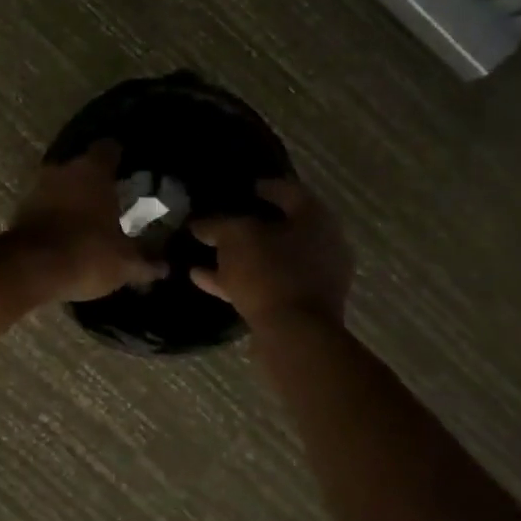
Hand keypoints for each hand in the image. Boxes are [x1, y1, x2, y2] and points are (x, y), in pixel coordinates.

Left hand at [7, 141, 167, 302]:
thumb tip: (166, 266)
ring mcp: (37, 187)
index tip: (130, 168)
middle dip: (97, 180)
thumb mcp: (126, 264)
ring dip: (73, 197)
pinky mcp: (20, 209)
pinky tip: (67, 230)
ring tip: (90, 217)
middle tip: (114, 198)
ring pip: (61, 185)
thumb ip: (147, 262)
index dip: (121, 156)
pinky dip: (55, 213)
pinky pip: (45, 204)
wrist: (29, 271)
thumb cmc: (87, 254)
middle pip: (83, 166)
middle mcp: (63, 169)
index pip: (110, 148)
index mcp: (93, 170)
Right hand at [190, 178, 353, 325]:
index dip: (262, 186)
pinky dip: (236, 279)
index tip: (240, 187)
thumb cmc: (270, 272)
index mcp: (315, 219)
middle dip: (248, 224)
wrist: (294, 334)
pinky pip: (263, 284)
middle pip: (280, 227)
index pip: (288, 190)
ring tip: (203, 250)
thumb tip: (199, 223)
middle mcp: (322, 245)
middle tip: (220, 219)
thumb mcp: (235, 238)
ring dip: (238, 255)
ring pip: (269, 258)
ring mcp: (312, 278)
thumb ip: (217, 225)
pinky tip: (201, 276)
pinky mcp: (298, 305)